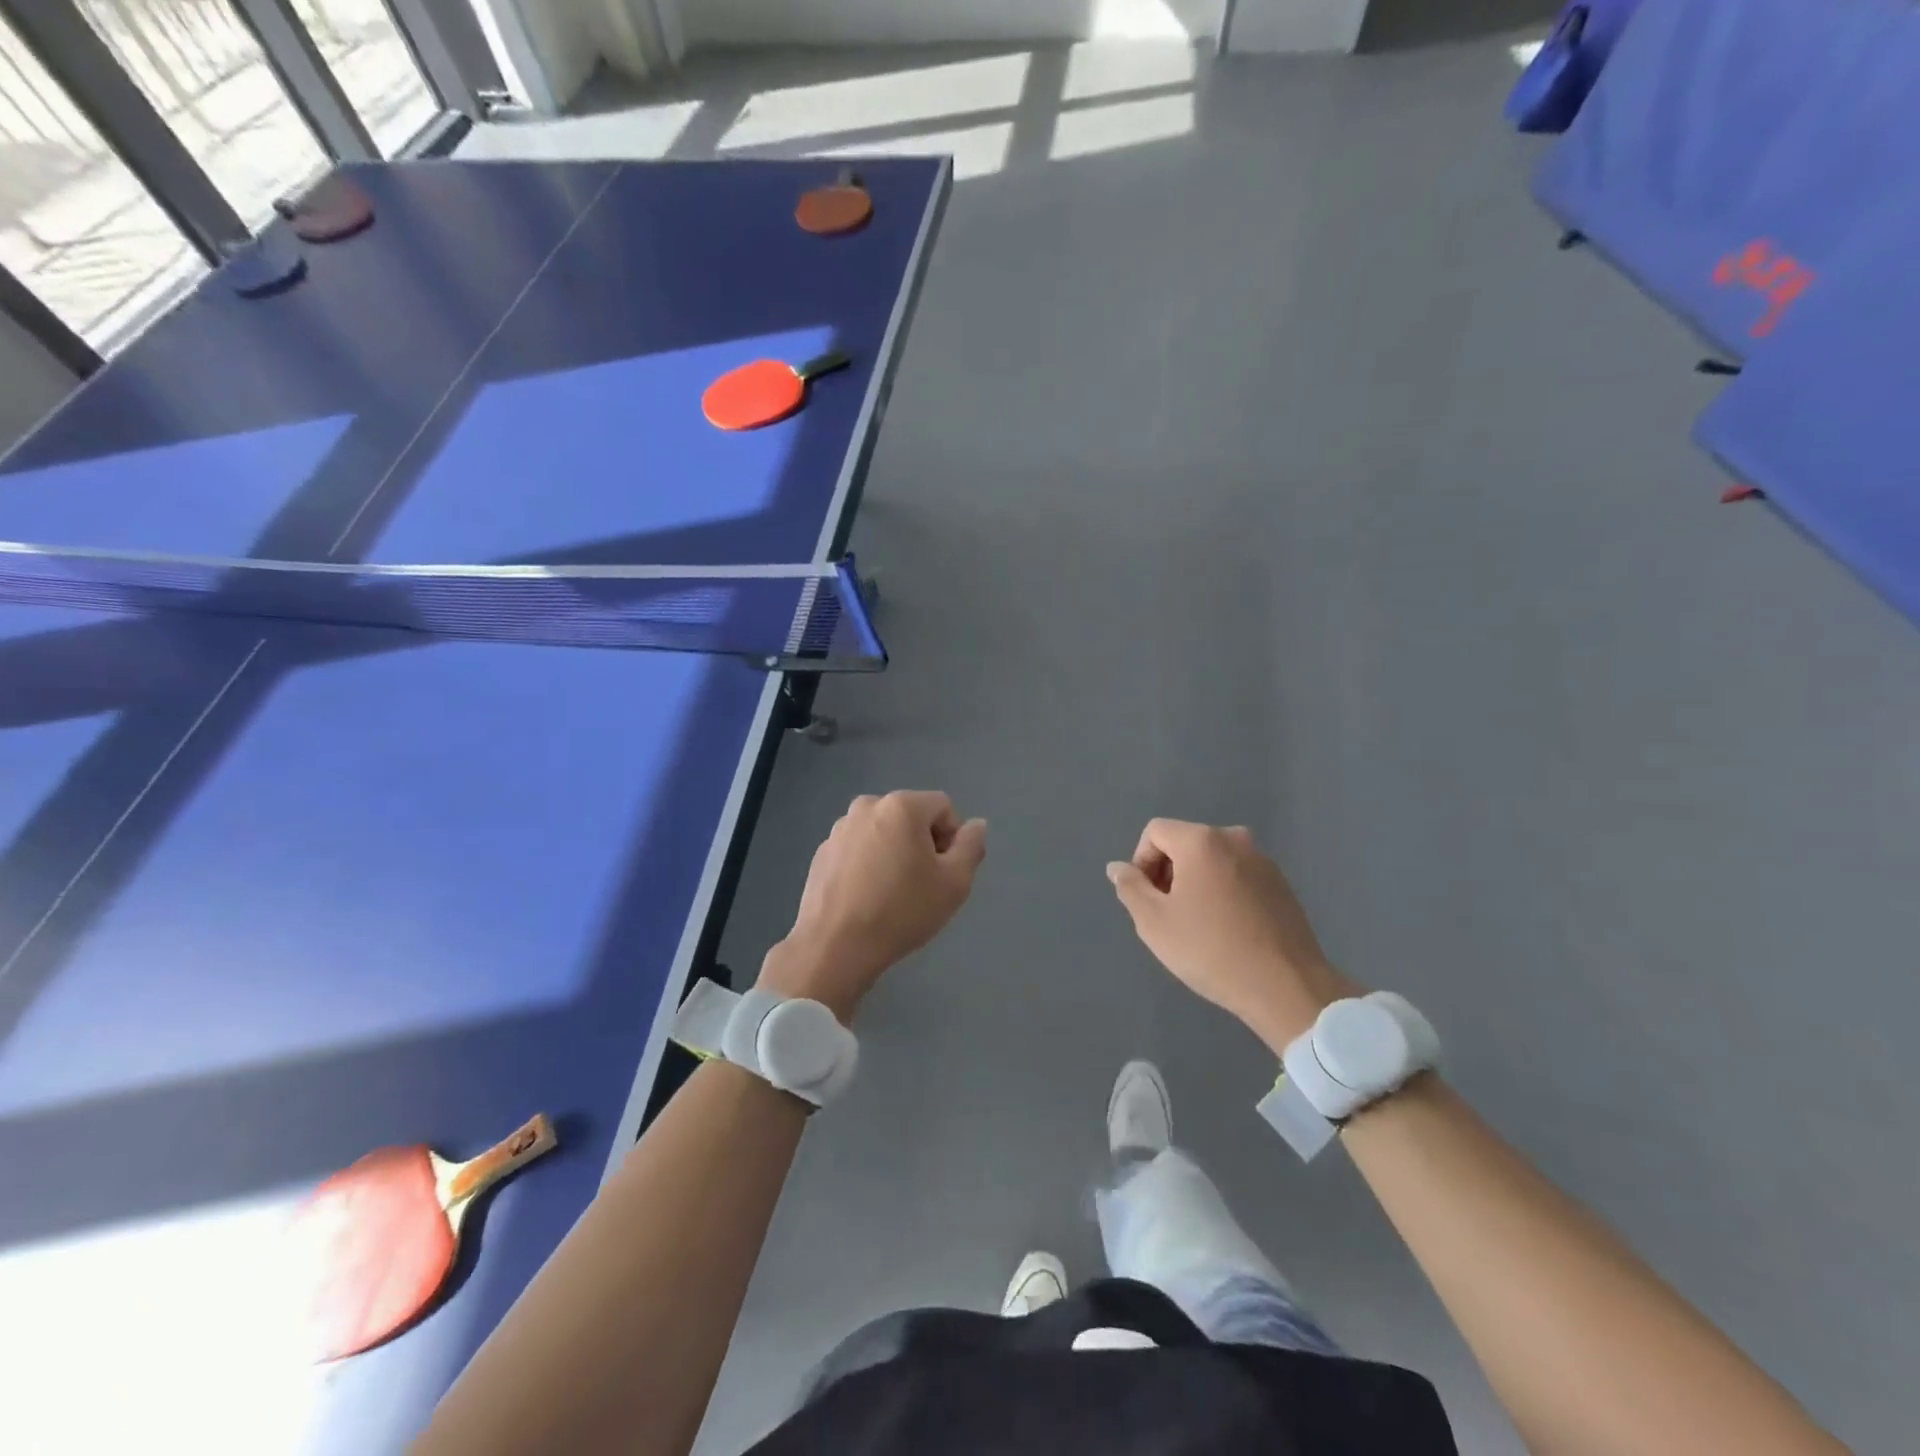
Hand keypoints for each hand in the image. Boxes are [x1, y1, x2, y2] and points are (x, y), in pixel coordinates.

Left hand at [759, 791, 987, 1022]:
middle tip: (921, 885)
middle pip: (911, 817)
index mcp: (901, 806)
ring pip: (884, 833)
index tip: (943, 873)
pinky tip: (866, 898)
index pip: (943, 807)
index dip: (952, 839)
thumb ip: (971, 846)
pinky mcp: (822, 852)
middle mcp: (867, 806)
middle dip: (923, 844)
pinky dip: (868, 864)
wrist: (834, 947)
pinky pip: (859, 849)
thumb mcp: (954, 883)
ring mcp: (839, 829)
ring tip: (892, 894)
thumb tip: (976, 825)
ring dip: (895, 853)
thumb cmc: (901, 911)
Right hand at [1107, 820, 1357, 1052]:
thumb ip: (1130, 887)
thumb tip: (1118, 867)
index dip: (1141, 862)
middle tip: (1168, 914)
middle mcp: (1234, 839)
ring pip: (1212, 860)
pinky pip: (1238, 875)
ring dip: (1196, 882)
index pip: (1155, 832)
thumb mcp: (1154, 922)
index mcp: (1202, 841)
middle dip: (1168, 872)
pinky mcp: (1282, 884)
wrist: (1286, 987)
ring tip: (1198, 925)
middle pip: (1184, 842)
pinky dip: (1223, 892)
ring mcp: (1263, 861)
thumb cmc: (1210, 950)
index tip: (1147, 899)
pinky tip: (1227, 930)